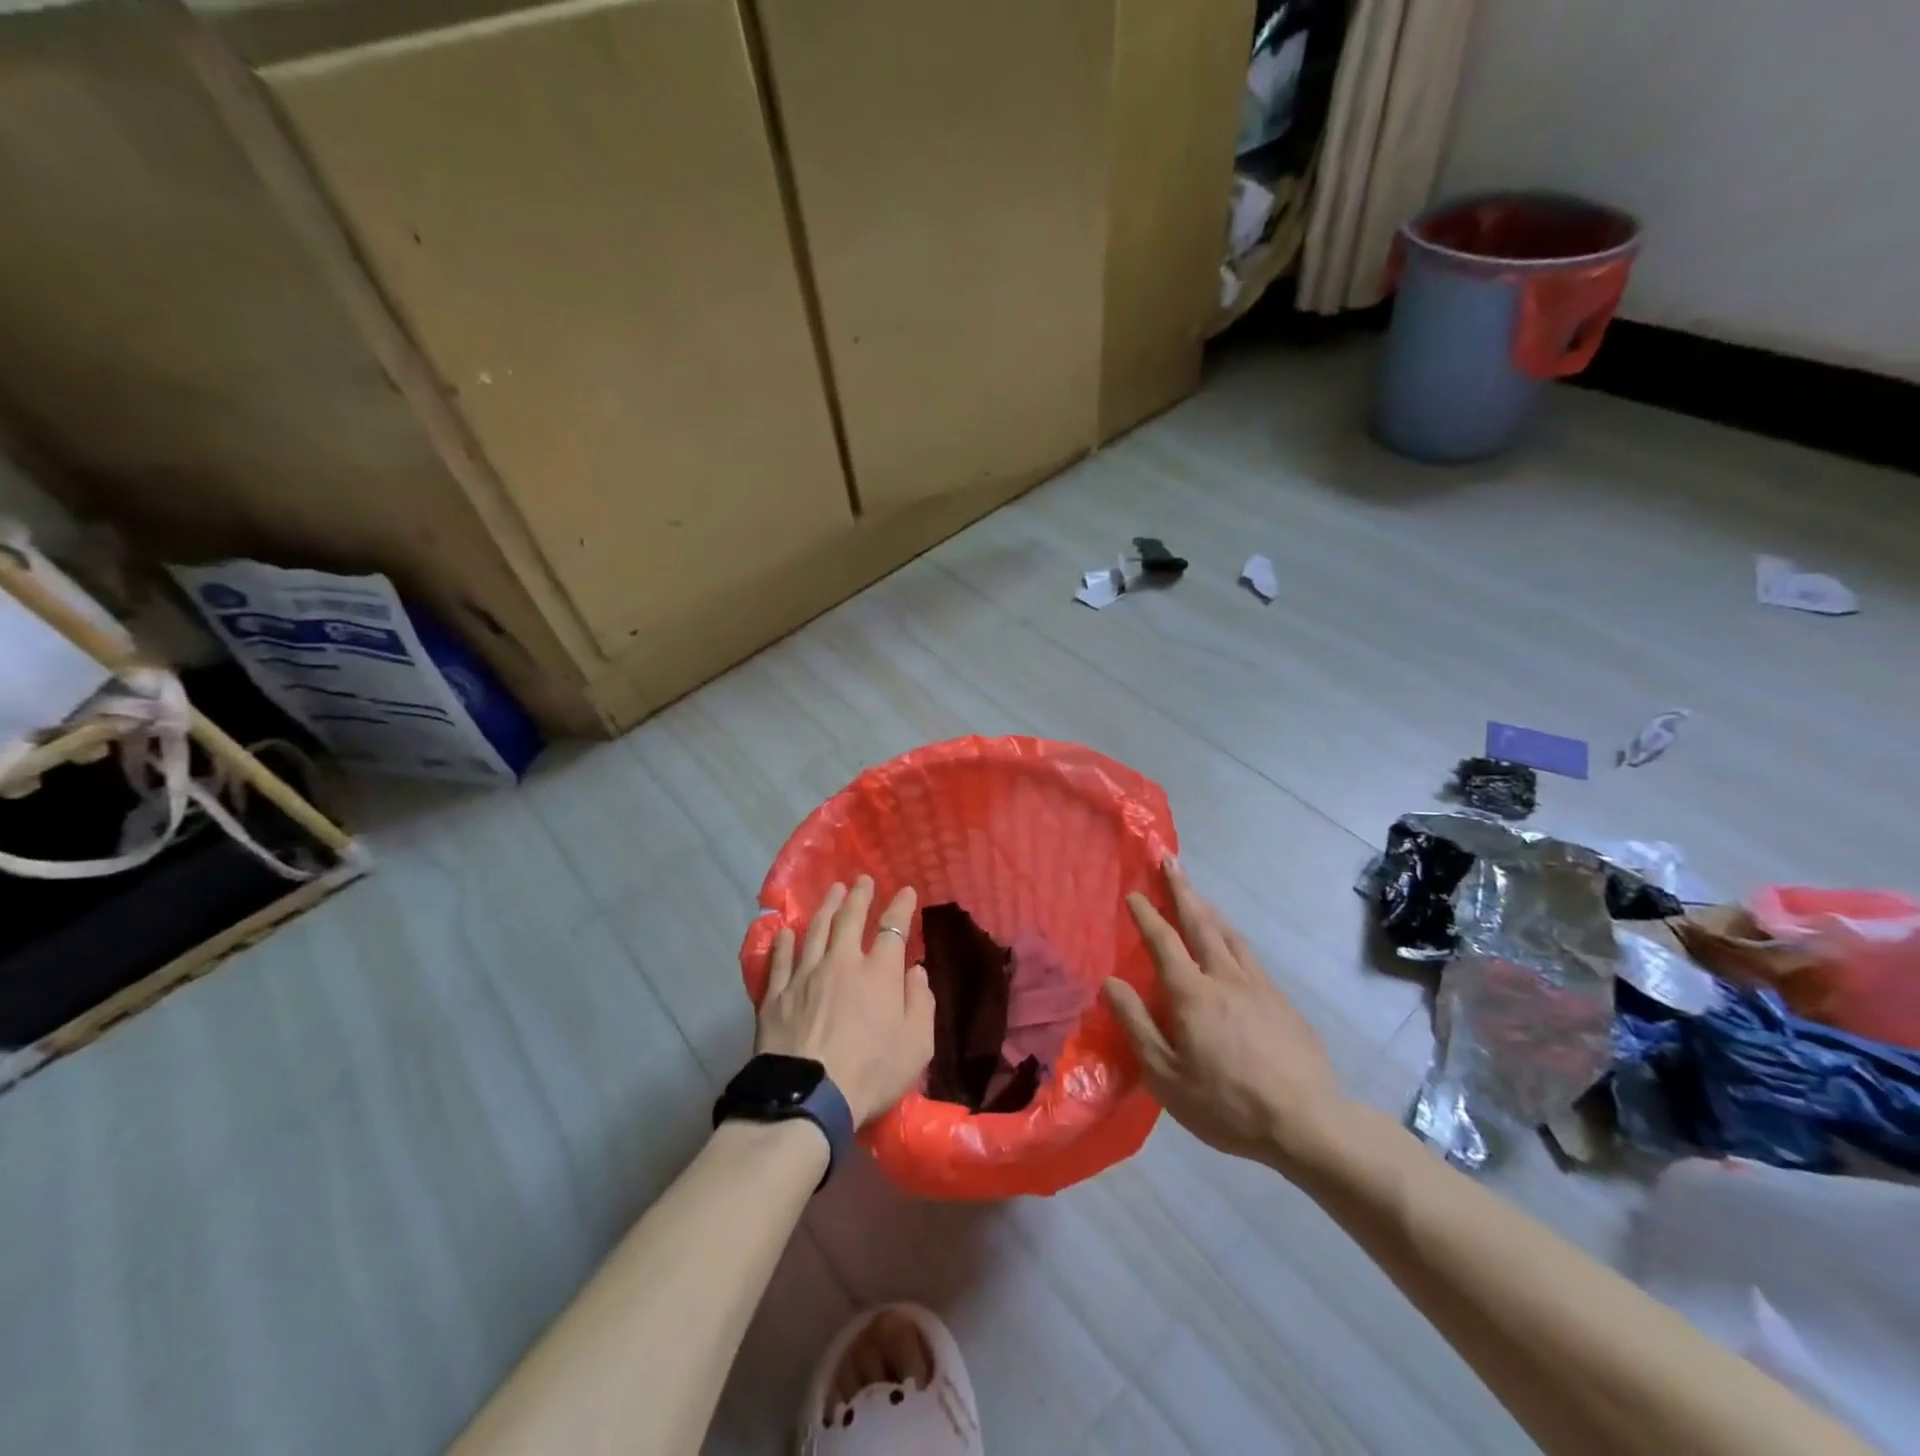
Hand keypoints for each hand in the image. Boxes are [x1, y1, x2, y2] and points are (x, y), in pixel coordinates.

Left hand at [757, 876, 935, 1126]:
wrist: (808, 1097)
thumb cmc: (871, 1073)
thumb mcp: (916, 1045)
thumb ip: (921, 1003)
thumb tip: (915, 971)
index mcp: (878, 973)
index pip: (892, 928)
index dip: (900, 907)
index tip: (906, 892)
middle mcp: (841, 962)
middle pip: (849, 918)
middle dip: (859, 896)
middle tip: (862, 880)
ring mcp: (804, 975)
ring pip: (815, 930)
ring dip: (826, 907)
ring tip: (832, 891)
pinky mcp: (776, 994)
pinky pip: (781, 958)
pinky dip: (785, 941)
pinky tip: (787, 931)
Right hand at [1103, 858, 1343, 1173]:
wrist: (1309, 1125)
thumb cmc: (1227, 1105)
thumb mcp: (1166, 1076)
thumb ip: (1136, 1025)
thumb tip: (1111, 982)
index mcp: (1193, 994)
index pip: (1164, 942)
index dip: (1147, 915)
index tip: (1133, 892)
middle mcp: (1226, 978)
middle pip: (1201, 923)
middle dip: (1182, 890)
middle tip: (1170, 861)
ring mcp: (1259, 987)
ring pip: (1230, 935)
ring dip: (1208, 909)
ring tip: (1196, 894)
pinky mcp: (1282, 1002)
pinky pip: (1249, 956)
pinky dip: (1231, 937)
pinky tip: (1230, 945)